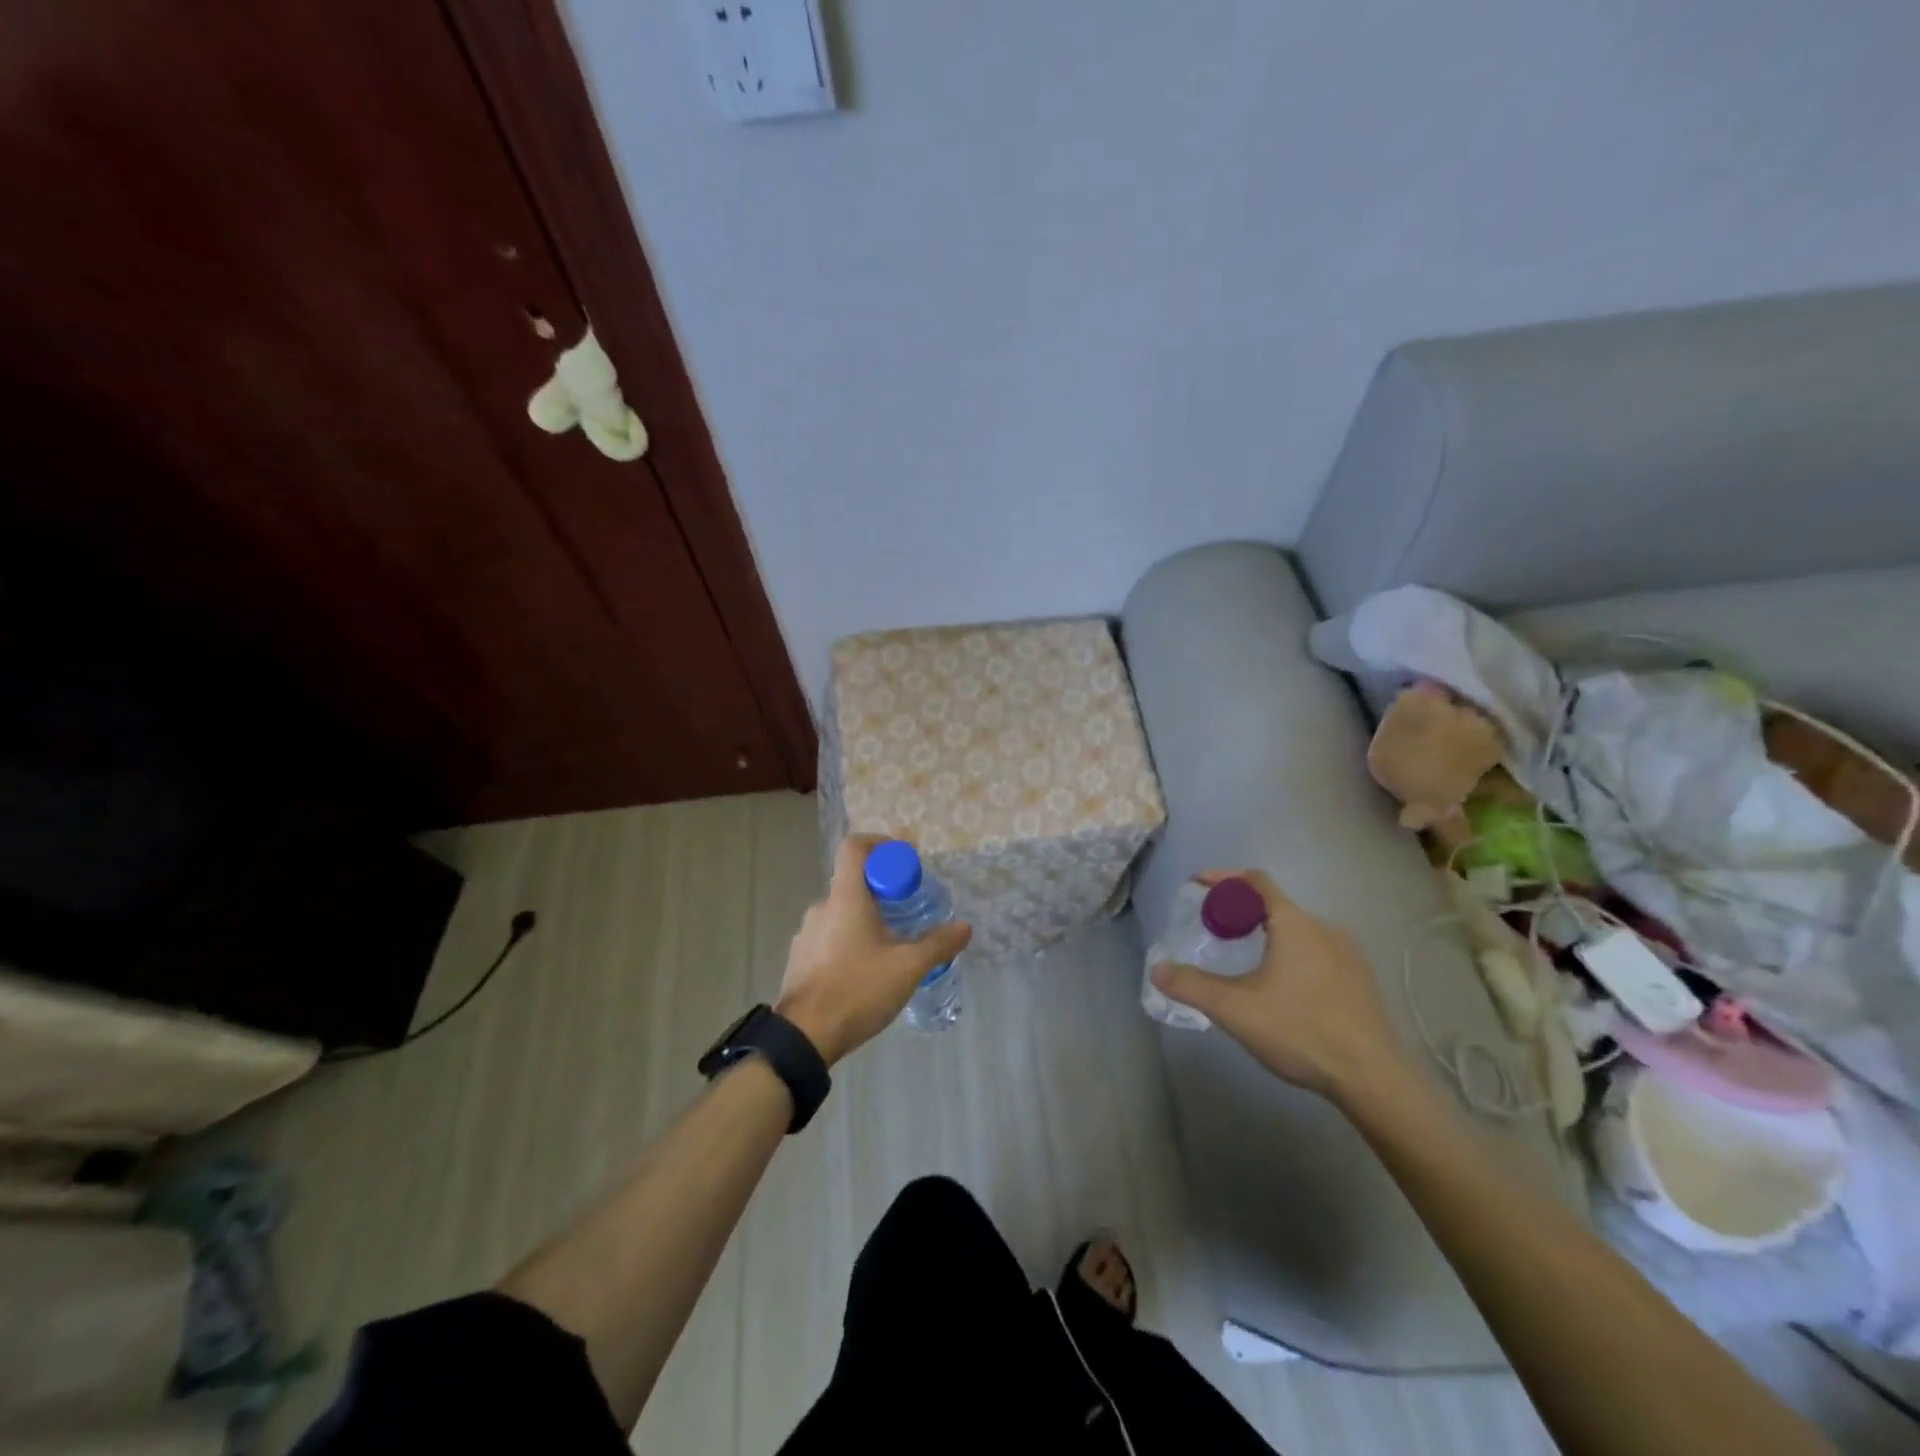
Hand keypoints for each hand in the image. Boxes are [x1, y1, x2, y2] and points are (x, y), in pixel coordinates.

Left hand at [775, 835, 971, 1065]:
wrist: (804, 1037)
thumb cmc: (857, 989)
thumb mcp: (908, 967)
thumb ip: (938, 944)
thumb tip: (964, 926)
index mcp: (845, 897)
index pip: (855, 847)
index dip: (880, 844)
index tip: (904, 861)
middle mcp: (822, 907)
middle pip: (853, 882)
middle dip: (883, 891)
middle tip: (908, 912)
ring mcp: (806, 934)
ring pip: (842, 913)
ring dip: (866, 920)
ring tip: (890, 947)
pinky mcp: (800, 959)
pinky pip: (829, 937)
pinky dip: (850, 942)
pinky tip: (866, 972)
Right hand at [1150, 869, 1405, 1100]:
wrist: (1374, 1079)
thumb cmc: (1300, 1031)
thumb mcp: (1234, 1009)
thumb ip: (1191, 985)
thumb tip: (1157, 970)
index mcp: (1294, 923)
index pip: (1255, 881)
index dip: (1223, 878)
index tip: (1197, 886)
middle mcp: (1324, 928)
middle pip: (1275, 906)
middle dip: (1241, 912)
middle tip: (1215, 932)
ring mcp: (1349, 955)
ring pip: (1298, 931)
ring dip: (1267, 936)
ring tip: (1245, 961)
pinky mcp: (1362, 981)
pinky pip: (1317, 953)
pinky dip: (1291, 955)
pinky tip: (1284, 991)